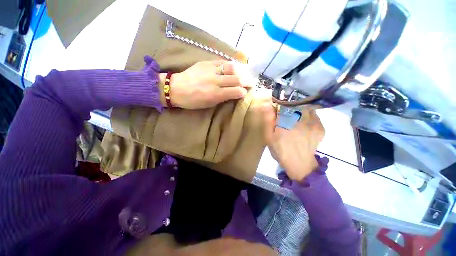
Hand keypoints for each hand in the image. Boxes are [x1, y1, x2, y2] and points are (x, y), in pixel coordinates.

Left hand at [159, 60, 253, 108]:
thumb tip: (234, 94)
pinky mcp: (206, 62)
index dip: (243, 92)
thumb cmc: (193, 101)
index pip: (235, 91)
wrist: (176, 88)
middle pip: (236, 78)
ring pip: (232, 68)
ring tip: (245, 74)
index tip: (246, 93)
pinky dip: (231, 65)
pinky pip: (223, 62)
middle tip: (251, 83)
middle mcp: (215, 81)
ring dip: (241, 71)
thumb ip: (223, 98)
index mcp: (215, 94)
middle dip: (247, 81)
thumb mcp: (209, 104)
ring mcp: (211, 70)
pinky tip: (235, 68)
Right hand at [267, 107, 324, 181]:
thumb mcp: (269, 138)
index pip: (283, 104)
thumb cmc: (281, 151)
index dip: (279, 104)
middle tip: (286, 115)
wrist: (300, 165)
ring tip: (295, 118)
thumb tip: (267, 106)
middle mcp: (300, 120)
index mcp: (285, 122)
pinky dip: (308, 115)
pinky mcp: (320, 128)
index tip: (277, 109)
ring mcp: (312, 123)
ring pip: (306, 107)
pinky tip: (304, 124)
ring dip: (300, 109)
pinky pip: (314, 115)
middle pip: (296, 104)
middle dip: (290, 106)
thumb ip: (268, 121)